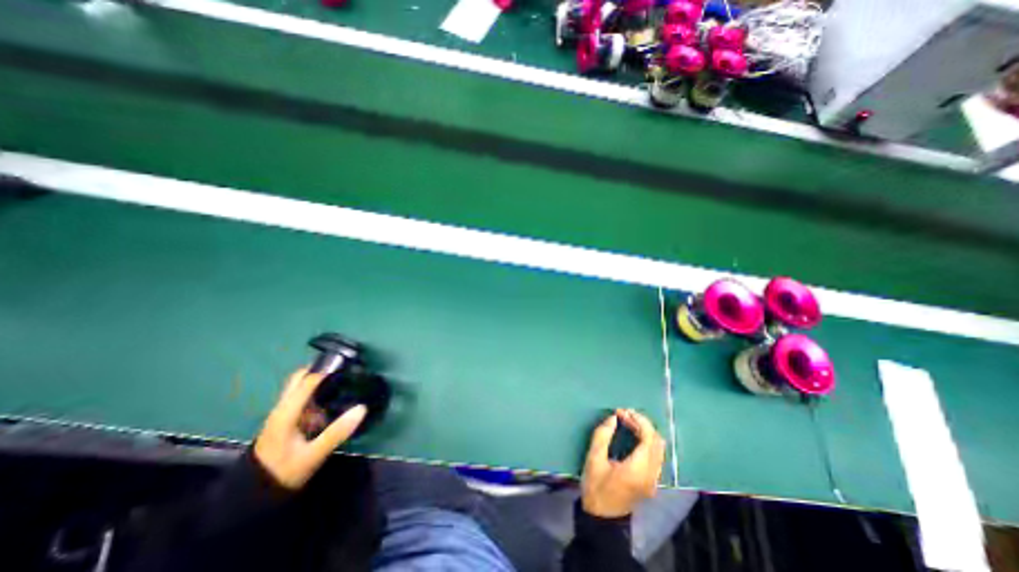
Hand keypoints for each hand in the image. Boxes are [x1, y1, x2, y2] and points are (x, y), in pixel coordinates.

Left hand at [253, 368, 368, 487]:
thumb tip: (362, 408)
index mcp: (286, 413)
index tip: (350, 366)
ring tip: (344, 381)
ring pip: (300, 387)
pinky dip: (318, 392)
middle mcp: (282, 408)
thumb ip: (337, 432)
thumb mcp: (313, 455)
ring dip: (319, 381)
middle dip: (321, 370)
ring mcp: (283, 413)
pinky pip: (303, 398)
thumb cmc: (285, 472)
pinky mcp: (288, 420)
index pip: (308, 381)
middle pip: (300, 378)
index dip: (328, 371)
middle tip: (345, 370)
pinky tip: (334, 398)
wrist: (255, 494)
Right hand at [582, 407, 669, 517]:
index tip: (622, 411)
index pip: (649, 438)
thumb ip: (602, 436)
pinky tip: (633, 435)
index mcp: (638, 469)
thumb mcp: (594, 459)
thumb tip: (613, 418)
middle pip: (657, 441)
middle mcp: (651, 474)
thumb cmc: (596, 487)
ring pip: (658, 448)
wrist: (602, 518)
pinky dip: (647, 441)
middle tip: (624, 415)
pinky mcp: (651, 481)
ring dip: (645, 431)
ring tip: (627, 422)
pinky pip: (655, 455)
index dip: (638, 420)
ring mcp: (654, 479)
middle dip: (642, 423)